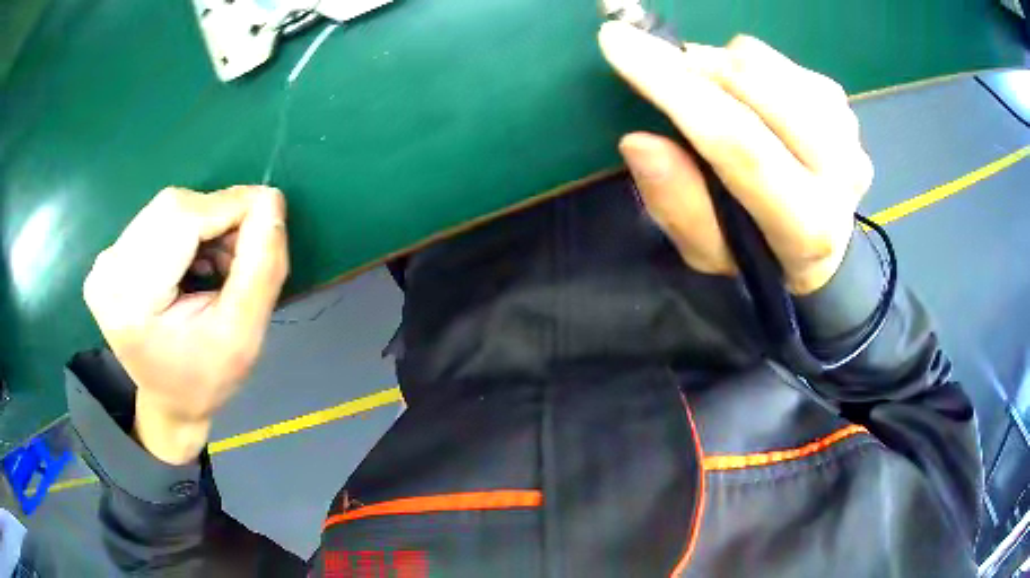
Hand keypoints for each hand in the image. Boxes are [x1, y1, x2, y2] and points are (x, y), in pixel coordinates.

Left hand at [84, 186, 288, 463]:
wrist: (170, 402)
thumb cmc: (207, 379)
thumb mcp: (244, 334)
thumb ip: (261, 266)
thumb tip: (271, 199)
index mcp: (132, 301)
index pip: (182, 218)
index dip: (230, 206)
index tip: (270, 216)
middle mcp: (108, 273)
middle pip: (173, 208)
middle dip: (218, 218)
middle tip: (241, 255)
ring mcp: (104, 263)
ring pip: (168, 208)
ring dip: (205, 224)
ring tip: (218, 265)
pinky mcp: (110, 258)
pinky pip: (157, 218)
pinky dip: (188, 229)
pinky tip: (197, 262)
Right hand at [599, 22, 873, 294]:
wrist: (826, 248)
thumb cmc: (759, 253)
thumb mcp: (708, 251)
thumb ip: (677, 204)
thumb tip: (638, 141)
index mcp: (807, 225)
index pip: (739, 143)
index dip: (674, 89)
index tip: (617, 43)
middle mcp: (839, 172)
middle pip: (754, 85)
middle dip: (690, 65)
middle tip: (660, 70)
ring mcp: (847, 131)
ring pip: (763, 62)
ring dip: (718, 66)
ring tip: (711, 96)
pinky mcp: (842, 104)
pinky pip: (779, 59)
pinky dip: (748, 66)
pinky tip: (749, 99)